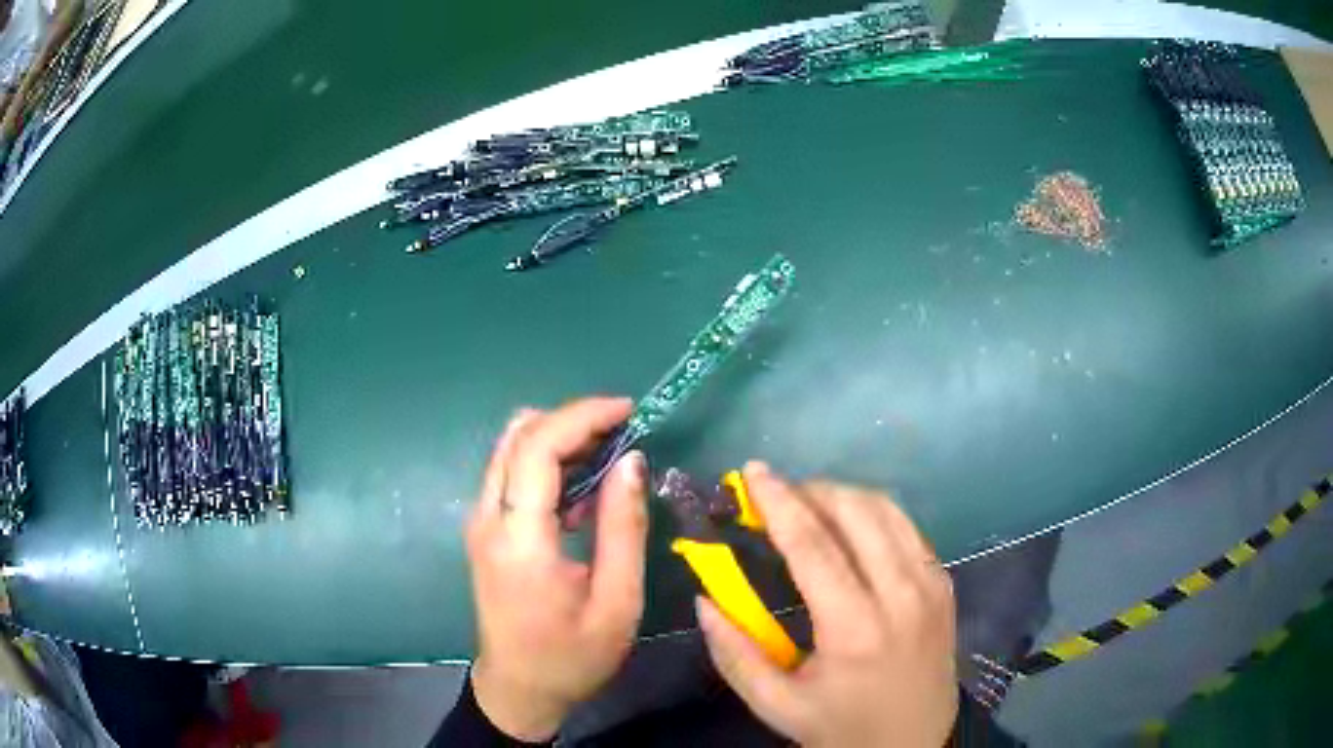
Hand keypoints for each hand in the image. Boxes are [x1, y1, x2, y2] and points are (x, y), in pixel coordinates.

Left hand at [466, 397, 648, 741]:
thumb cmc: (571, 657)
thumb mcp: (616, 602)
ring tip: (610, 458)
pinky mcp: (484, 530)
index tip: (629, 411)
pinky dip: (547, 463)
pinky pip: (511, 474)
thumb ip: (623, 528)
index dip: (582, 417)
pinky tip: (582, 493)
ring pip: (511, 449)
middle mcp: (487, 519)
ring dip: (559, 439)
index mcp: (519, 540)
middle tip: (623, 431)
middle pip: (518, 436)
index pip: (537, 448)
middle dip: (572, 420)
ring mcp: (480, 523)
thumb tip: (631, 460)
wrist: (518, 690)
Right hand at [697, 463, 957, 747]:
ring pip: (887, 510)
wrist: (917, 743)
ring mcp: (931, 584)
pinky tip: (850, 529)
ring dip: (843, 496)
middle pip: (857, 512)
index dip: (779, 502)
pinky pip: (908, 528)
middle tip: (776, 496)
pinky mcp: (944, 583)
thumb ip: (734, 653)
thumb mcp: (777, 705)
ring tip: (808, 505)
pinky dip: (873, 514)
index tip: (752, 472)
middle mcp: (902, 595)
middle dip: (811, 490)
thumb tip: (705, 600)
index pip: (814, 546)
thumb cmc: (842, 728)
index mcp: (855, 630)